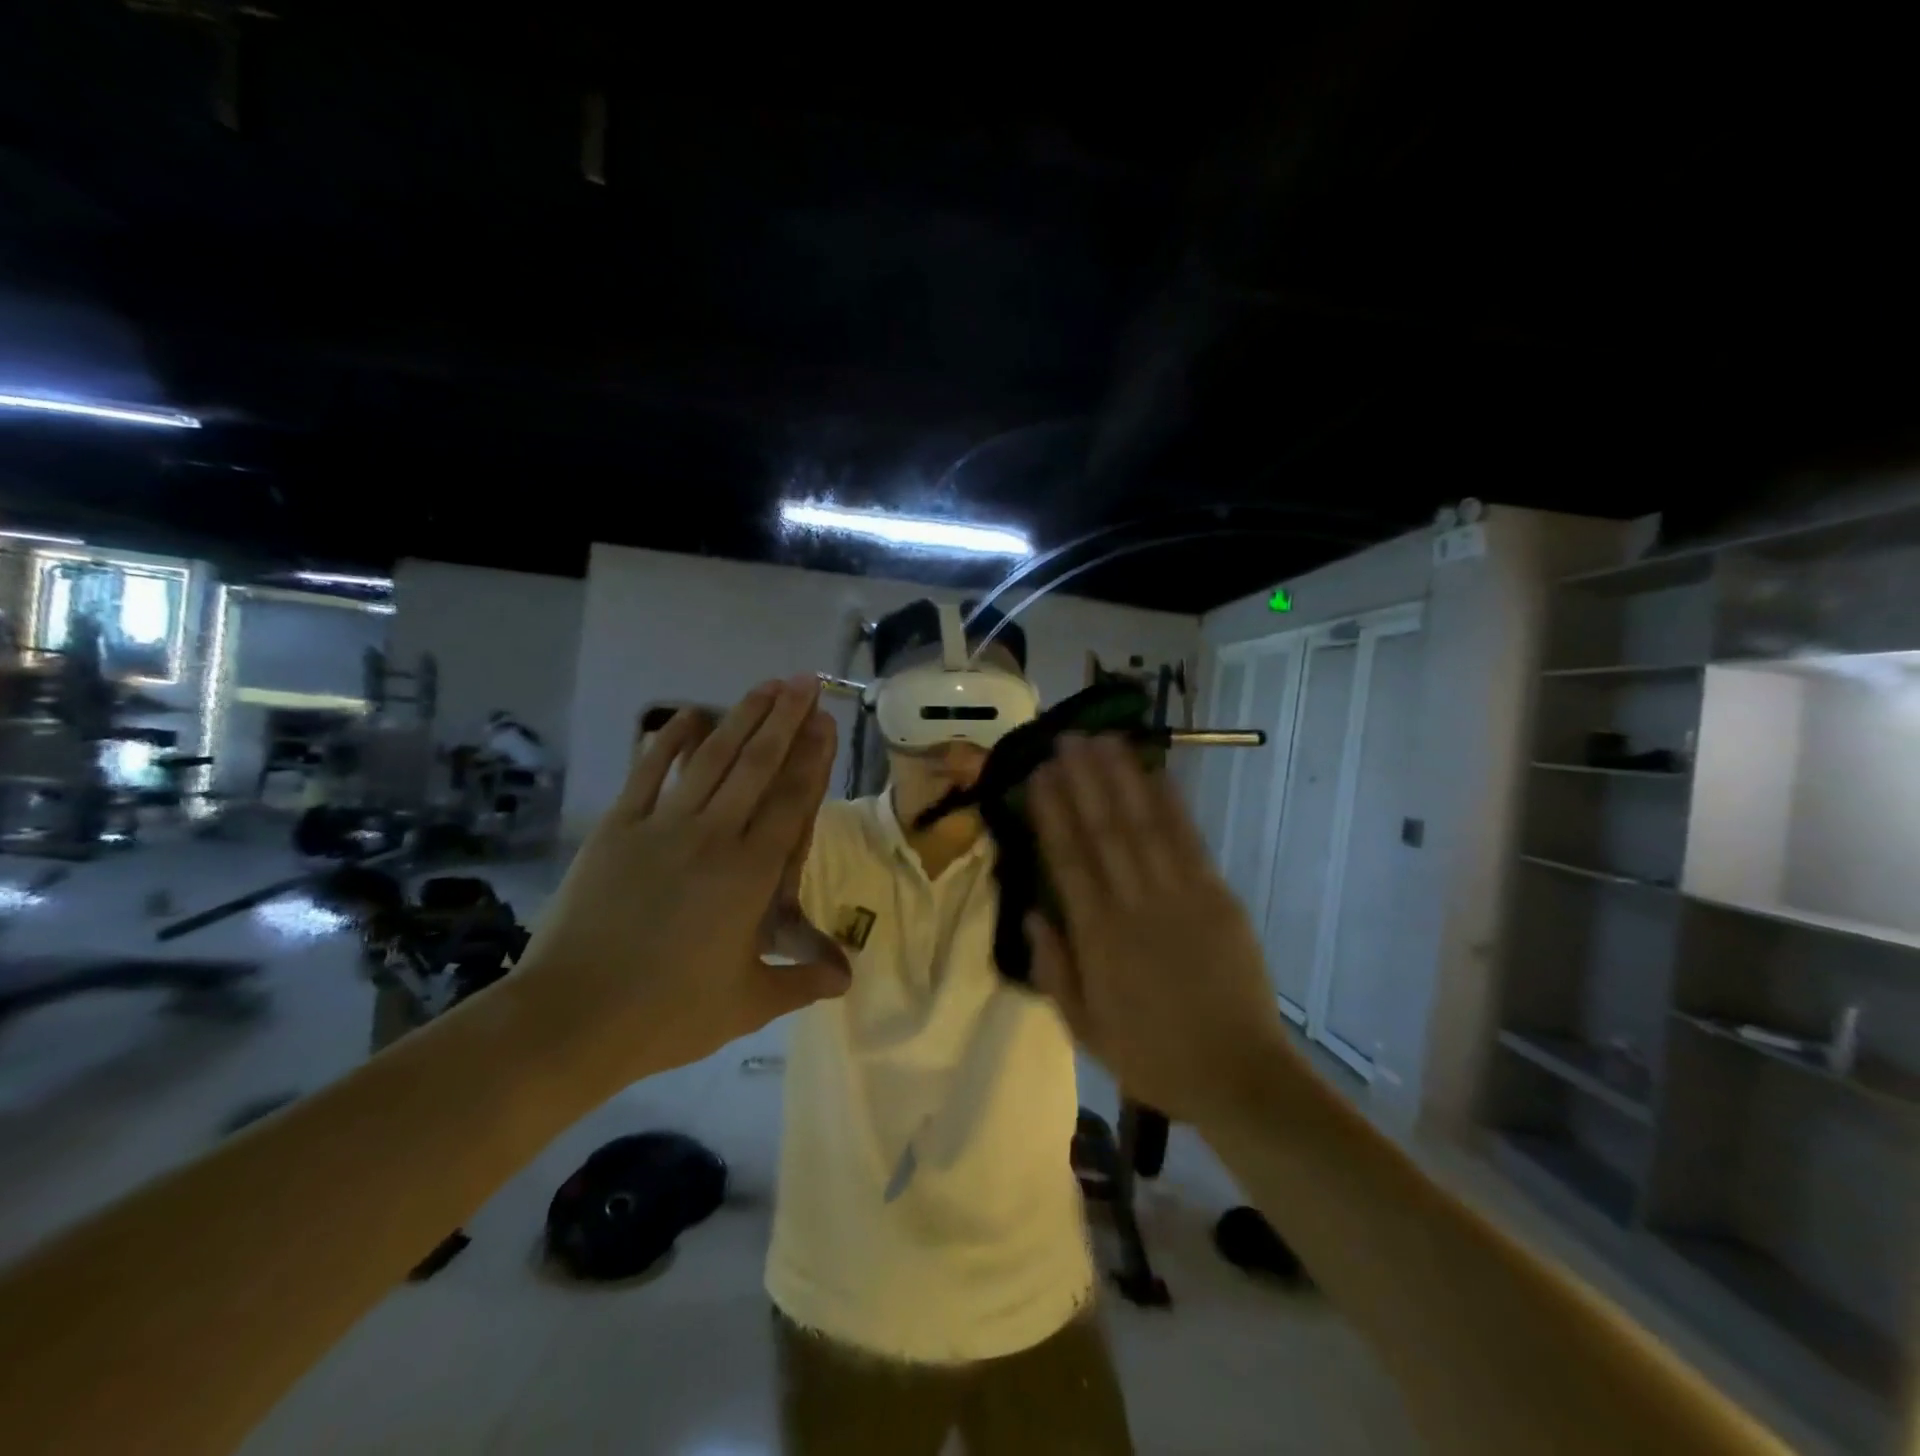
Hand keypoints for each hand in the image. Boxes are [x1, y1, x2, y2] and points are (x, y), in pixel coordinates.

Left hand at [517, 676, 850, 1087]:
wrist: (571, 1018)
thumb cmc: (668, 1013)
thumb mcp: (748, 1003)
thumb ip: (802, 981)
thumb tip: (848, 979)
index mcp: (751, 874)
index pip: (793, 801)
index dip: (813, 757)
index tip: (826, 721)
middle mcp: (714, 836)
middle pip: (757, 765)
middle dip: (785, 719)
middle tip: (804, 681)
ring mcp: (662, 826)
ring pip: (712, 759)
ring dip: (742, 718)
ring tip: (766, 685)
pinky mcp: (617, 829)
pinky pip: (648, 772)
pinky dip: (671, 741)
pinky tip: (690, 715)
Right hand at [1025, 734, 1290, 1123]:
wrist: (1238, 1076)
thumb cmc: (1153, 1056)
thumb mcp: (1085, 1030)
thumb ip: (1054, 970)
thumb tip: (1031, 913)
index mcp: (1098, 938)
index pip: (1068, 860)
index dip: (1052, 813)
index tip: (1039, 775)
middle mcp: (1134, 905)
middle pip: (1103, 831)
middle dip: (1083, 780)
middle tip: (1066, 739)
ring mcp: (1181, 896)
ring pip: (1144, 825)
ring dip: (1122, 779)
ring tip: (1103, 740)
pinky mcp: (1218, 897)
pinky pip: (1189, 842)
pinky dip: (1172, 805)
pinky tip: (1157, 774)